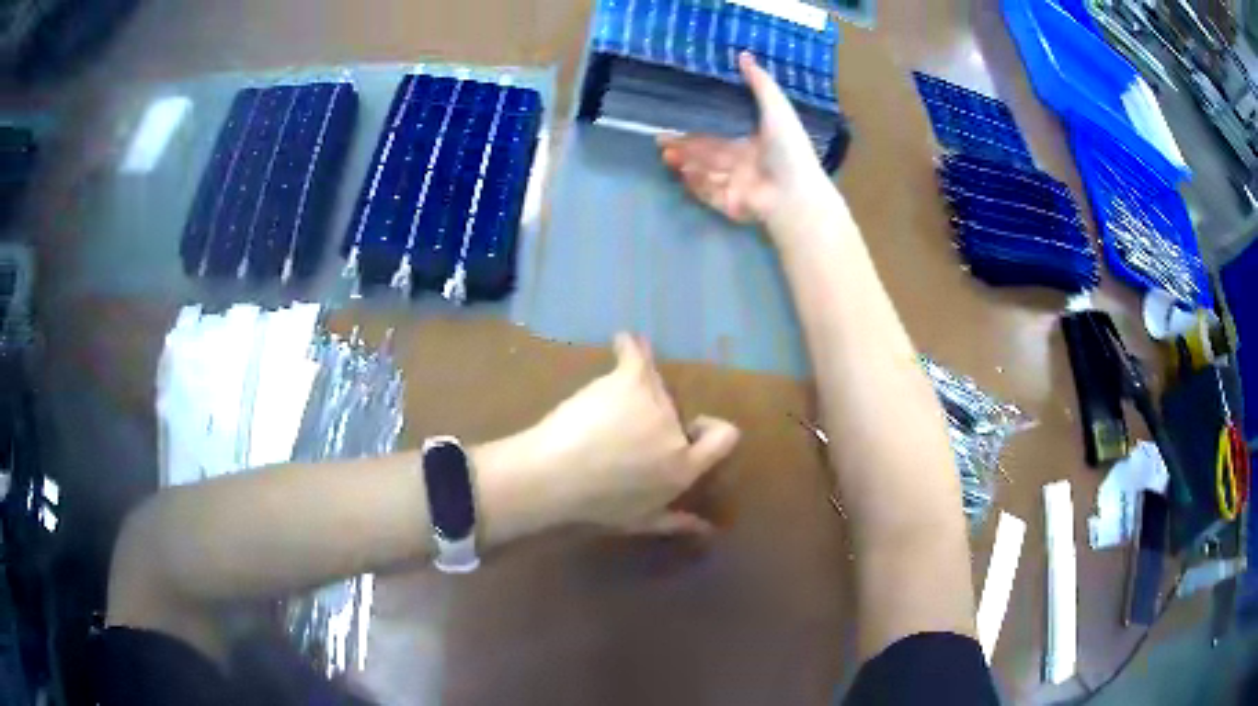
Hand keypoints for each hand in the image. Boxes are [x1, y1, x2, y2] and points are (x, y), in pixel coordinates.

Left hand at [521, 334, 739, 534]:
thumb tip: (708, 529)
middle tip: (621, 431)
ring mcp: (655, 402)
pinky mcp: (628, 381)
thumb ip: (677, 523)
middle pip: (677, 410)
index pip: (724, 437)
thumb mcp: (640, 522)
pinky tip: (624, 339)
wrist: (555, 477)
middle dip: (655, 417)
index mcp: (683, 467)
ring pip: (653, 385)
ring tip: (609, 399)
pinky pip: (636, 353)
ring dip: (636, 390)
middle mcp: (676, 431)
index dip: (713, 431)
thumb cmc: (595, 506)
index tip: (694, 430)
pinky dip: (630, 345)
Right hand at [659, 52, 831, 226]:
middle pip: (707, 155)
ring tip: (665, 154)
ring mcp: (736, 186)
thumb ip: (760, 83)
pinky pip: (708, 193)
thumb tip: (744, 53)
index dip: (700, 130)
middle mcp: (743, 166)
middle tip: (660, 138)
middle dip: (685, 147)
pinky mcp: (730, 204)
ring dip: (685, 163)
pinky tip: (681, 172)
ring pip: (704, 173)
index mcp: (755, 145)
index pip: (721, 137)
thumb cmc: (788, 149)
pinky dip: (694, 183)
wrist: (793, 192)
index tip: (676, 121)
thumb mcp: (777, 109)